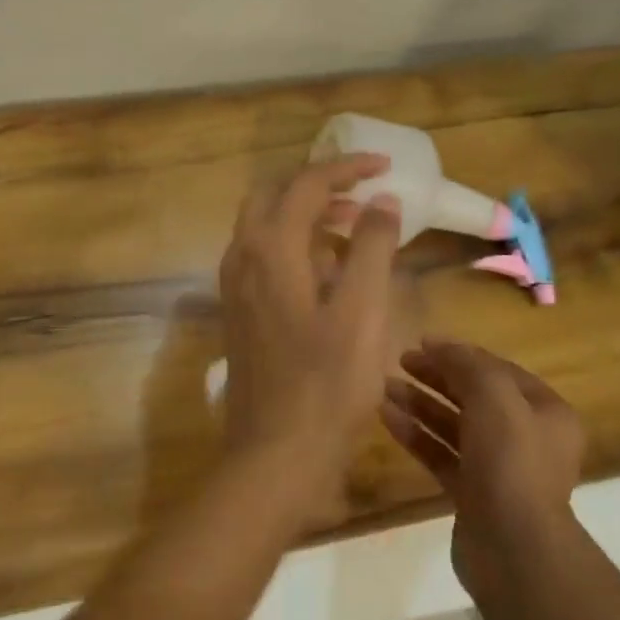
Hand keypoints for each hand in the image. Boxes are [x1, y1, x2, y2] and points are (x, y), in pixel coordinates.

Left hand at [217, 154, 402, 518]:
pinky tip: (328, 271)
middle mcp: (243, 256)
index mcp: (270, 248)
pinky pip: (263, 254)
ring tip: (353, 226)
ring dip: (306, 213)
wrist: (275, 453)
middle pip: (275, 195)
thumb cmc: (327, 383)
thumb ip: (372, 246)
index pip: (307, 184)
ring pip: (265, 224)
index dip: (347, 168)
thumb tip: (381, 199)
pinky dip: (294, 243)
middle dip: (319, 185)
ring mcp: (235, 285)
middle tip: (361, 193)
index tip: (384, 166)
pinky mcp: (239, 310)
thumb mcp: (362, 310)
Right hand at [382, 340, 585, 600]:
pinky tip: (387, 418)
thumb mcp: (493, 396)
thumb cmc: (511, 461)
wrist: (513, 548)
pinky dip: (416, 435)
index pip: (498, 370)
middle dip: (437, 377)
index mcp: (545, 411)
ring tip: (385, 387)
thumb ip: (466, 364)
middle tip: (400, 362)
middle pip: (474, 396)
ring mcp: (499, 469)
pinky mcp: (473, 495)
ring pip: (454, 426)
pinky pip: (441, 455)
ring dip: (421, 405)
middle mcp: (526, 437)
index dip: (460, 354)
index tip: (421, 343)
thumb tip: (439, 345)